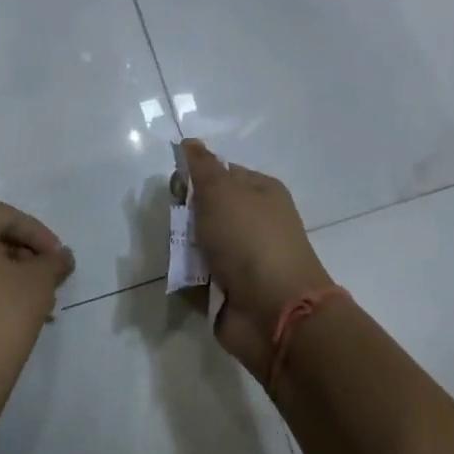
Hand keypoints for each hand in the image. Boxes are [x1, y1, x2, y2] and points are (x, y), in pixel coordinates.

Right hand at [182, 140, 333, 381]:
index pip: (218, 172)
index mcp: (259, 192)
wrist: (275, 311)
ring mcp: (242, 258)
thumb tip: (189, 143)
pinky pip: (197, 275)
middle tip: (182, 226)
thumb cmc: (250, 239)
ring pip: (197, 242)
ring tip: (184, 258)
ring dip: (183, 248)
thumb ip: (201, 165)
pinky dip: (188, 276)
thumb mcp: (222, 190)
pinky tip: (186, 279)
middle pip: (204, 208)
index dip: (194, 177)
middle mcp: (252, 222)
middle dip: (184, 216)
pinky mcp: (228, 289)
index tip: (178, 189)